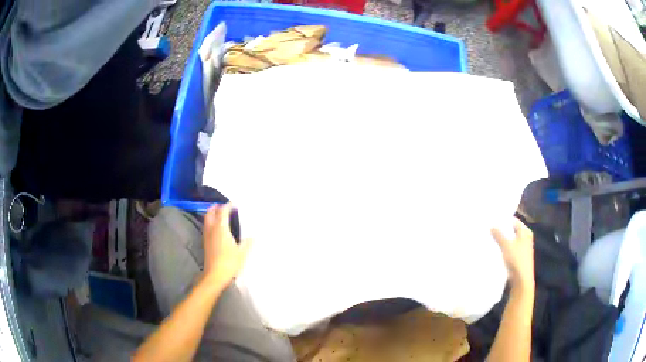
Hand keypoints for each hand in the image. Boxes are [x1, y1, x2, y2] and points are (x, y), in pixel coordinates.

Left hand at [203, 203, 251, 285]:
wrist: (215, 275)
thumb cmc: (230, 262)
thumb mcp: (242, 253)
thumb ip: (248, 243)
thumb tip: (253, 236)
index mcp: (221, 228)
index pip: (223, 211)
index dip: (228, 206)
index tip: (234, 205)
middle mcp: (212, 229)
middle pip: (210, 213)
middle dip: (216, 207)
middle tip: (223, 206)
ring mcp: (207, 236)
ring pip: (207, 220)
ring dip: (212, 214)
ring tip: (219, 215)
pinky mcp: (205, 243)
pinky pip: (206, 227)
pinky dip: (210, 223)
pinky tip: (217, 229)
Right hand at [491, 218, 534, 289]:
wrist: (522, 280)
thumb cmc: (517, 260)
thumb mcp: (506, 246)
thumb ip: (499, 235)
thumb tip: (491, 226)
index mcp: (525, 232)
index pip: (513, 221)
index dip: (503, 220)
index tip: (491, 220)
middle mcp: (525, 238)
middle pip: (511, 231)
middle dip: (501, 231)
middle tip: (489, 229)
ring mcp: (522, 248)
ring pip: (510, 240)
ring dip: (501, 240)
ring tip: (489, 238)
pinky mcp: (518, 257)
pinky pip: (509, 249)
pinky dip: (503, 248)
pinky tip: (494, 250)